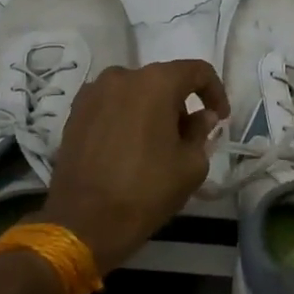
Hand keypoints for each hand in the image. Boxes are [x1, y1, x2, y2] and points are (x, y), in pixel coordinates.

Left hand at [40, 59, 229, 273]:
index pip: (196, 71)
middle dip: (180, 103)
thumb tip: (200, 117)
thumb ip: (201, 132)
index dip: (214, 91)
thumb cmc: (146, 190)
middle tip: (188, 135)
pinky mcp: (74, 112)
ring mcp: (93, 92)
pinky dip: (126, 117)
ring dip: (151, 109)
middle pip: (162, 80)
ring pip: (134, 91)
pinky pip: (111, 105)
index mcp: (155, 82)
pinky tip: (129, 146)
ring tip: (156, 143)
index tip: (219, 118)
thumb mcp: (191, 165)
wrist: (83, 222)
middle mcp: (122, 76)